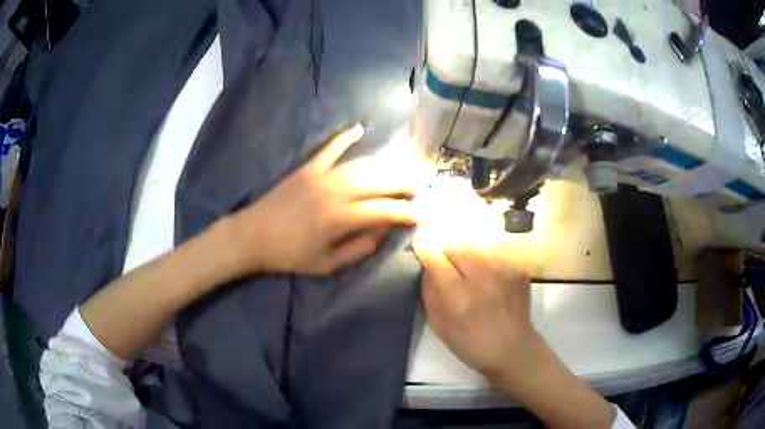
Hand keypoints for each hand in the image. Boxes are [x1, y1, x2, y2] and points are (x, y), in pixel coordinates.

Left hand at [227, 124, 416, 275]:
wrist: (252, 235)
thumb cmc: (289, 254)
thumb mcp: (326, 264)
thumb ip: (357, 249)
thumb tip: (381, 234)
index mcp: (340, 218)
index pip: (383, 211)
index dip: (405, 212)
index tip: (420, 214)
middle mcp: (336, 192)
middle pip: (378, 183)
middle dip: (402, 184)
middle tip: (418, 186)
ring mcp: (321, 176)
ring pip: (361, 165)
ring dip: (385, 165)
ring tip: (401, 168)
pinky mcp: (308, 168)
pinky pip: (330, 148)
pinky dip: (345, 137)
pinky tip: (359, 128)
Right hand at [412, 235, 538, 378]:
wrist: (513, 349)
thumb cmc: (471, 344)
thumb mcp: (439, 324)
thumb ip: (430, 291)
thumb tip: (427, 265)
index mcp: (459, 296)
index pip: (435, 257)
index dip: (425, 249)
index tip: (419, 246)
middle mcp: (483, 276)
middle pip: (455, 245)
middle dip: (446, 253)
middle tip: (447, 268)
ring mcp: (504, 269)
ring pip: (475, 245)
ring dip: (466, 255)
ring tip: (469, 273)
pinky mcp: (517, 268)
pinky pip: (492, 253)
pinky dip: (484, 261)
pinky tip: (488, 278)